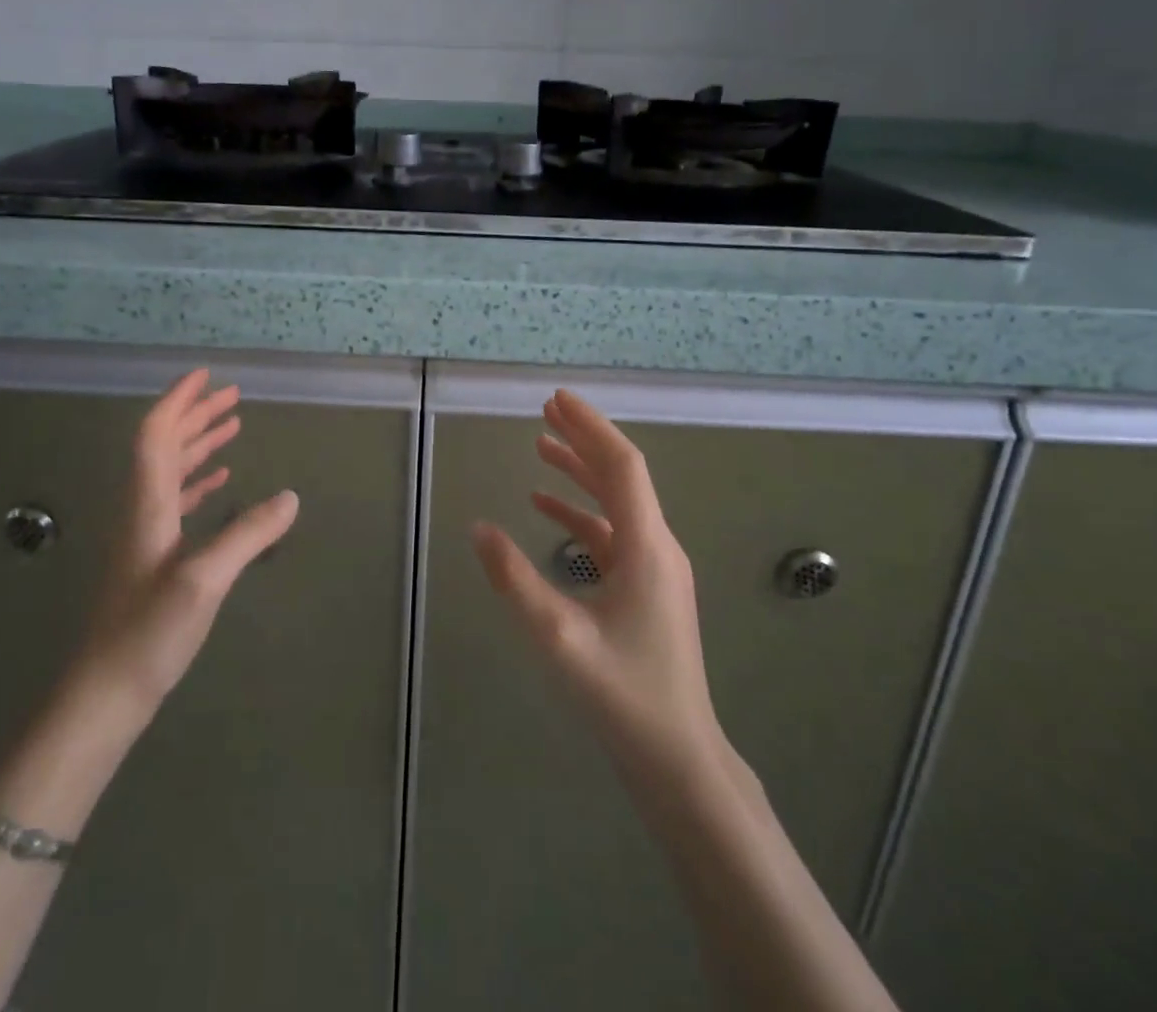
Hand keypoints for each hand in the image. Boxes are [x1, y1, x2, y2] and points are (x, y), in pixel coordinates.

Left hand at [73, 369, 298, 711]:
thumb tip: (290, 497)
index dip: (179, 401)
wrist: (103, 696)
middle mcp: (143, 511)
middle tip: (231, 396)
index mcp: (147, 505)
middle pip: (164, 447)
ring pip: (170, 473)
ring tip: (231, 427)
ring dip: (198, 445)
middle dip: (195, 416)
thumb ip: (247, 535)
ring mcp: (146, 537)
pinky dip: (198, 482)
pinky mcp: (153, 560)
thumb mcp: (204, 581)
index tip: (206, 376)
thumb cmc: (147, 634)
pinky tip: (219, 483)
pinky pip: (176, 502)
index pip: (156, 435)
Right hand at [472, 390, 730, 783]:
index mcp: (647, 547)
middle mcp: (657, 546)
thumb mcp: (559, 637)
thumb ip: (516, 580)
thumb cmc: (622, 695)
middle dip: (584, 438)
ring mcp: (655, 568)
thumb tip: (479, 529)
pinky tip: (545, 508)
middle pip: (621, 475)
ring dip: (581, 471)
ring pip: (616, 502)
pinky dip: (579, 513)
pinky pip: (611, 534)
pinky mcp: (646, 588)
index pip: (621, 466)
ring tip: (541, 445)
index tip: (556, 398)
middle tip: (546, 409)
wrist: (678, 759)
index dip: (590, 427)